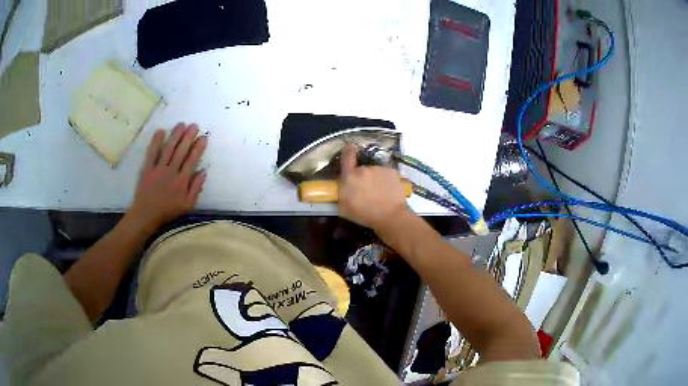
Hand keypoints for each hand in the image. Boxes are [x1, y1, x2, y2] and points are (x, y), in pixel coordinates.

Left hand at [128, 122, 207, 232]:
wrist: (146, 215)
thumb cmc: (168, 211)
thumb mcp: (187, 205)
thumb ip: (196, 188)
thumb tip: (203, 171)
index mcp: (182, 181)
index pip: (192, 160)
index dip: (198, 148)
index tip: (203, 137)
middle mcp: (171, 172)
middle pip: (181, 151)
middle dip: (188, 137)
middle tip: (194, 125)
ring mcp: (158, 169)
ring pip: (168, 148)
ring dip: (175, 135)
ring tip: (182, 124)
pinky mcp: (147, 168)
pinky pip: (152, 153)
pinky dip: (156, 142)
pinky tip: (161, 131)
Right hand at [338, 145, 409, 230]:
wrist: (391, 216)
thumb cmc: (365, 214)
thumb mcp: (344, 207)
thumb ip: (341, 192)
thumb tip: (342, 184)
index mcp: (350, 177)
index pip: (347, 156)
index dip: (348, 151)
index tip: (350, 148)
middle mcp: (364, 169)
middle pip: (361, 169)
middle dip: (362, 177)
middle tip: (366, 191)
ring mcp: (380, 169)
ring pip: (375, 172)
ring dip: (375, 180)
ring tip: (379, 194)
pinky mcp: (392, 172)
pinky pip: (386, 175)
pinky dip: (386, 181)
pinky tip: (388, 192)